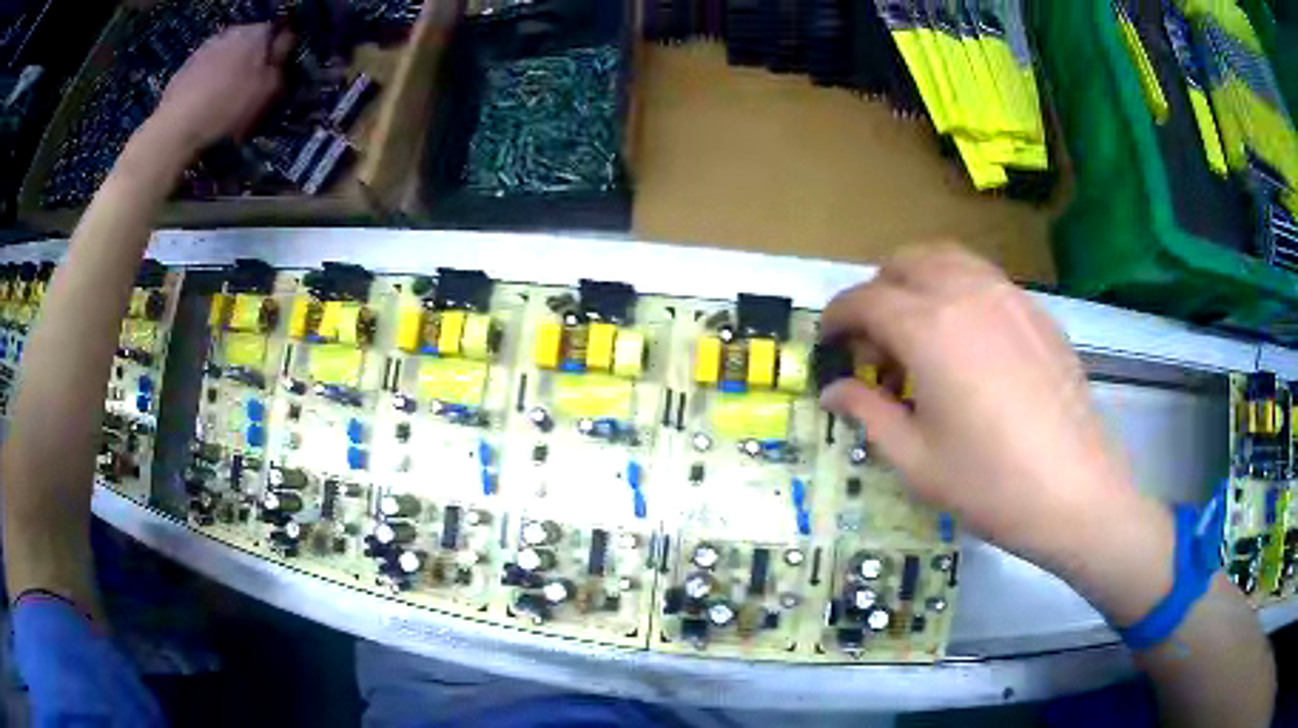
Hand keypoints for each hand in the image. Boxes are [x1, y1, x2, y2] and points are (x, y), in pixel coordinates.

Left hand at [149, 23, 294, 153]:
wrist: (177, 128)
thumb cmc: (228, 108)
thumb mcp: (269, 91)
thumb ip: (281, 65)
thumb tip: (284, 52)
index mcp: (259, 33)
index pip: (278, 34)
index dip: (278, 54)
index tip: (276, 76)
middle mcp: (233, 32)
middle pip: (250, 44)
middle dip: (252, 62)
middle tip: (250, 92)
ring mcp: (206, 48)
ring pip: (226, 57)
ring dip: (228, 74)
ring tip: (225, 102)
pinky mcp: (185, 68)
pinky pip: (204, 72)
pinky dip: (207, 85)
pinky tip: (205, 107)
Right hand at [819, 244, 1172, 620]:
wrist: (1075, 490)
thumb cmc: (989, 483)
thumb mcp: (916, 460)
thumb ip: (867, 413)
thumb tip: (833, 391)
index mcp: (929, 328)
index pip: (865, 299)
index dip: (836, 316)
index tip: (827, 341)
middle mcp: (966, 293)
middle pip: (905, 262)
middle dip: (878, 291)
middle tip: (875, 341)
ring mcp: (1007, 295)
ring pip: (948, 258)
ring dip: (919, 281)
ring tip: (920, 331)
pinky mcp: (1036, 310)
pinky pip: (984, 278)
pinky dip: (959, 291)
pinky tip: (969, 343)